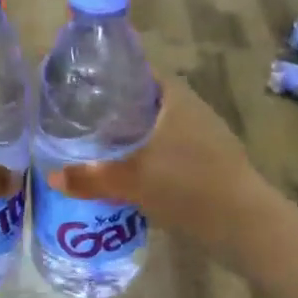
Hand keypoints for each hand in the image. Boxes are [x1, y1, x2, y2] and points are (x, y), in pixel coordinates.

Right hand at [48, 77, 276, 255]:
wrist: (246, 226)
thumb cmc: (188, 187)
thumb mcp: (132, 181)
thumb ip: (90, 177)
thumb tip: (52, 176)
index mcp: (176, 99)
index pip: (140, 71)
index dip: (113, 74)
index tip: (85, 85)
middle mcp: (193, 110)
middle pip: (149, 100)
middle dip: (118, 109)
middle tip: (84, 119)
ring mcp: (207, 138)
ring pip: (162, 127)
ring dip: (136, 136)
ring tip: (101, 146)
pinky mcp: (213, 164)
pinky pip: (173, 150)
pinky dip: (152, 156)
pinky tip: (132, 174)